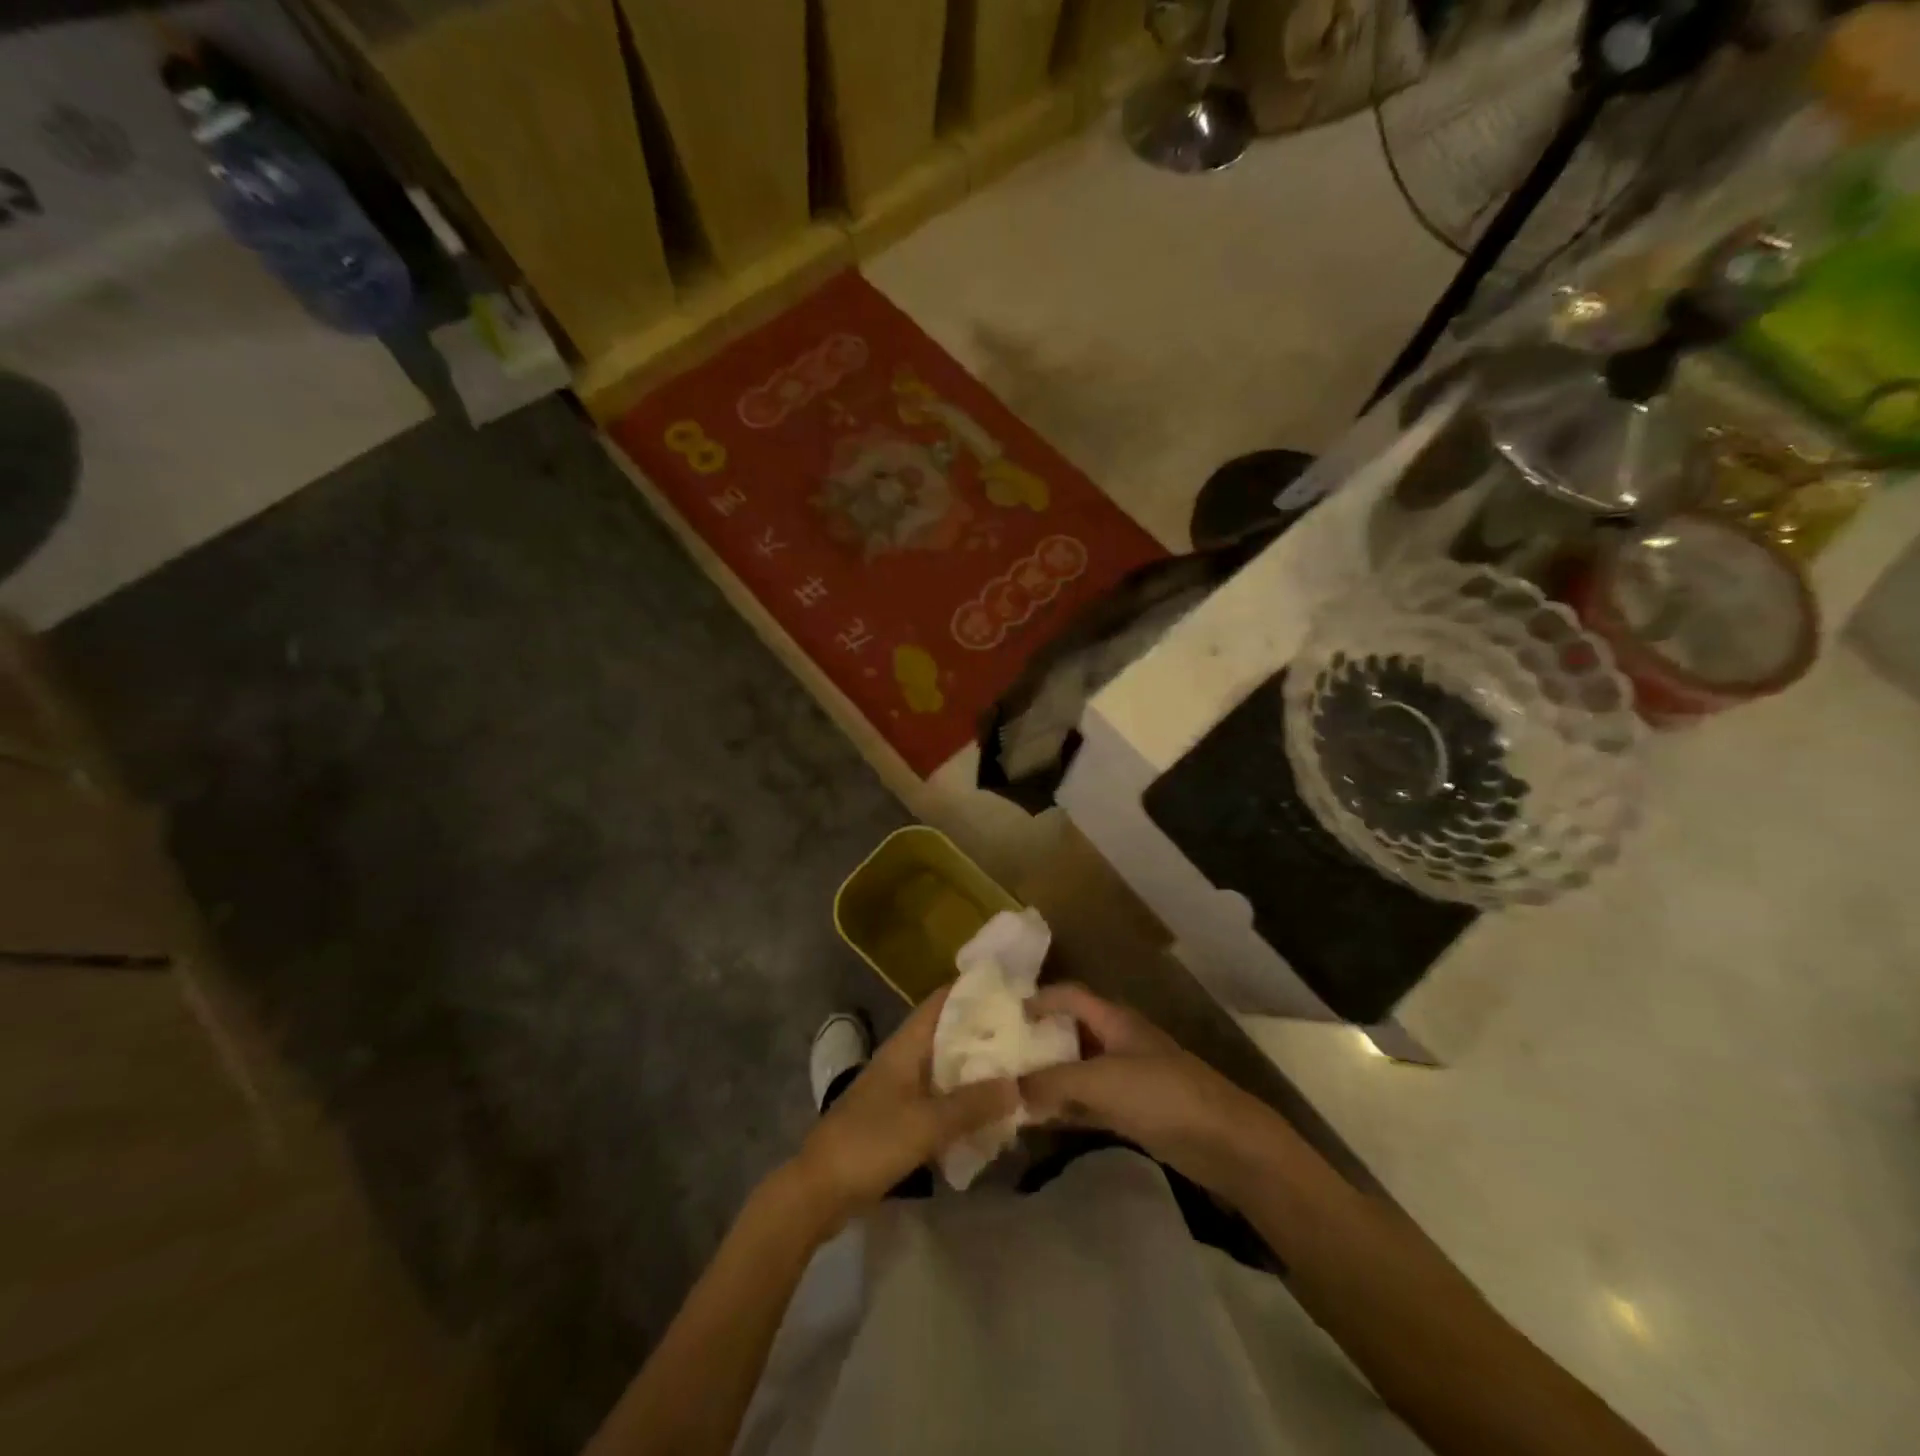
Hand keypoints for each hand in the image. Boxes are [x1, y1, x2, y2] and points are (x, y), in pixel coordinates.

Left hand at [791, 986, 1018, 1227]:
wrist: (819, 1190)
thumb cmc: (870, 1143)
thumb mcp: (926, 1124)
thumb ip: (972, 1104)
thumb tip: (1017, 1084)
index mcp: (906, 1046)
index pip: (942, 1002)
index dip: (974, 990)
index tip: (1012, 990)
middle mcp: (904, 1059)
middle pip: (949, 1034)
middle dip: (984, 1033)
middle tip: (1027, 1034)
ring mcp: (900, 1088)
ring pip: (946, 1068)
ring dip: (976, 1069)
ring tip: (1017, 1070)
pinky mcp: (900, 1118)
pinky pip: (940, 1098)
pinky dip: (963, 1100)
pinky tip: (989, 1113)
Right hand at [1019, 984, 1278, 1200]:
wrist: (1225, 1143)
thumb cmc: (1162, 1095)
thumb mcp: (1101, 1082)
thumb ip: (1053, 1082)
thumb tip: (1010, 1088)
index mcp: (1114, 1020)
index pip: (1070, 996)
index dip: (1039, 1000)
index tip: (1004, 1017)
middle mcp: (1117, 1042)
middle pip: (1070, 1033)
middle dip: (1037, 1043)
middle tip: (998, 1058)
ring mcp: (1126, 1078)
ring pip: (1077, 1071)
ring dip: (1048, 1080)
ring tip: (1010, 1091)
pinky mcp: (1133, 1112)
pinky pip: (1088, 1103)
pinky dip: (1065, 1109)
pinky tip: (1039, 1122)